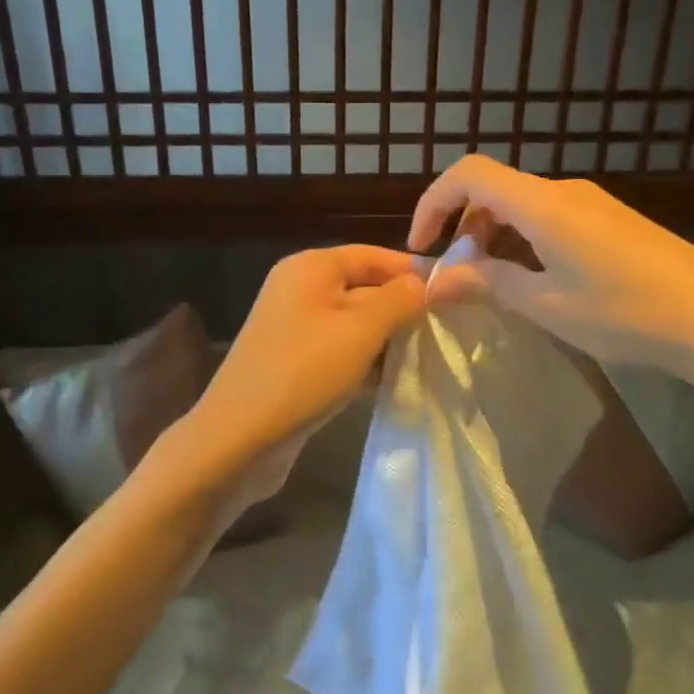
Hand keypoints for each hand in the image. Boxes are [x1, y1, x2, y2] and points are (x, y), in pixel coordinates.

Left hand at [170, 245, 426, 514]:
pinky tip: (392, 381)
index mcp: (311, 267)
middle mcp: (300, 288)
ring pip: (355, 323)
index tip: (455, 295)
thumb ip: (402, 299)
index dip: (414, 272)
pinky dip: (365, 361)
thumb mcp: (361, 330)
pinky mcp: (294, 361)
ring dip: (388, 339)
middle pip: (365, 287)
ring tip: (427, 357)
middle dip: (404, 309)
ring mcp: (294, 327)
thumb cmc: (303, 372)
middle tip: (447, 331)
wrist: (239, 439)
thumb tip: (435, 280)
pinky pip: (340, 350)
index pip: (374, 255)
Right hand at [408, 155, 693, 380]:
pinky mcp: (612, 220)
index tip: (423, 247)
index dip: (433, 203)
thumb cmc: (625, 312)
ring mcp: (592, 204)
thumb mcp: (546, 305)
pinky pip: (551, 217)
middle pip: (494, 189)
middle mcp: (564, 191)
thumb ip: (488, 284)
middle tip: (459, 278)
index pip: (468, 174)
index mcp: (542, 204)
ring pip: (522, 205)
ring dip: (495, 237)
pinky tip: (537, 282)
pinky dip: (525, 240)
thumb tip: (437, 281)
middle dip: (463, 227)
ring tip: (495, 286)